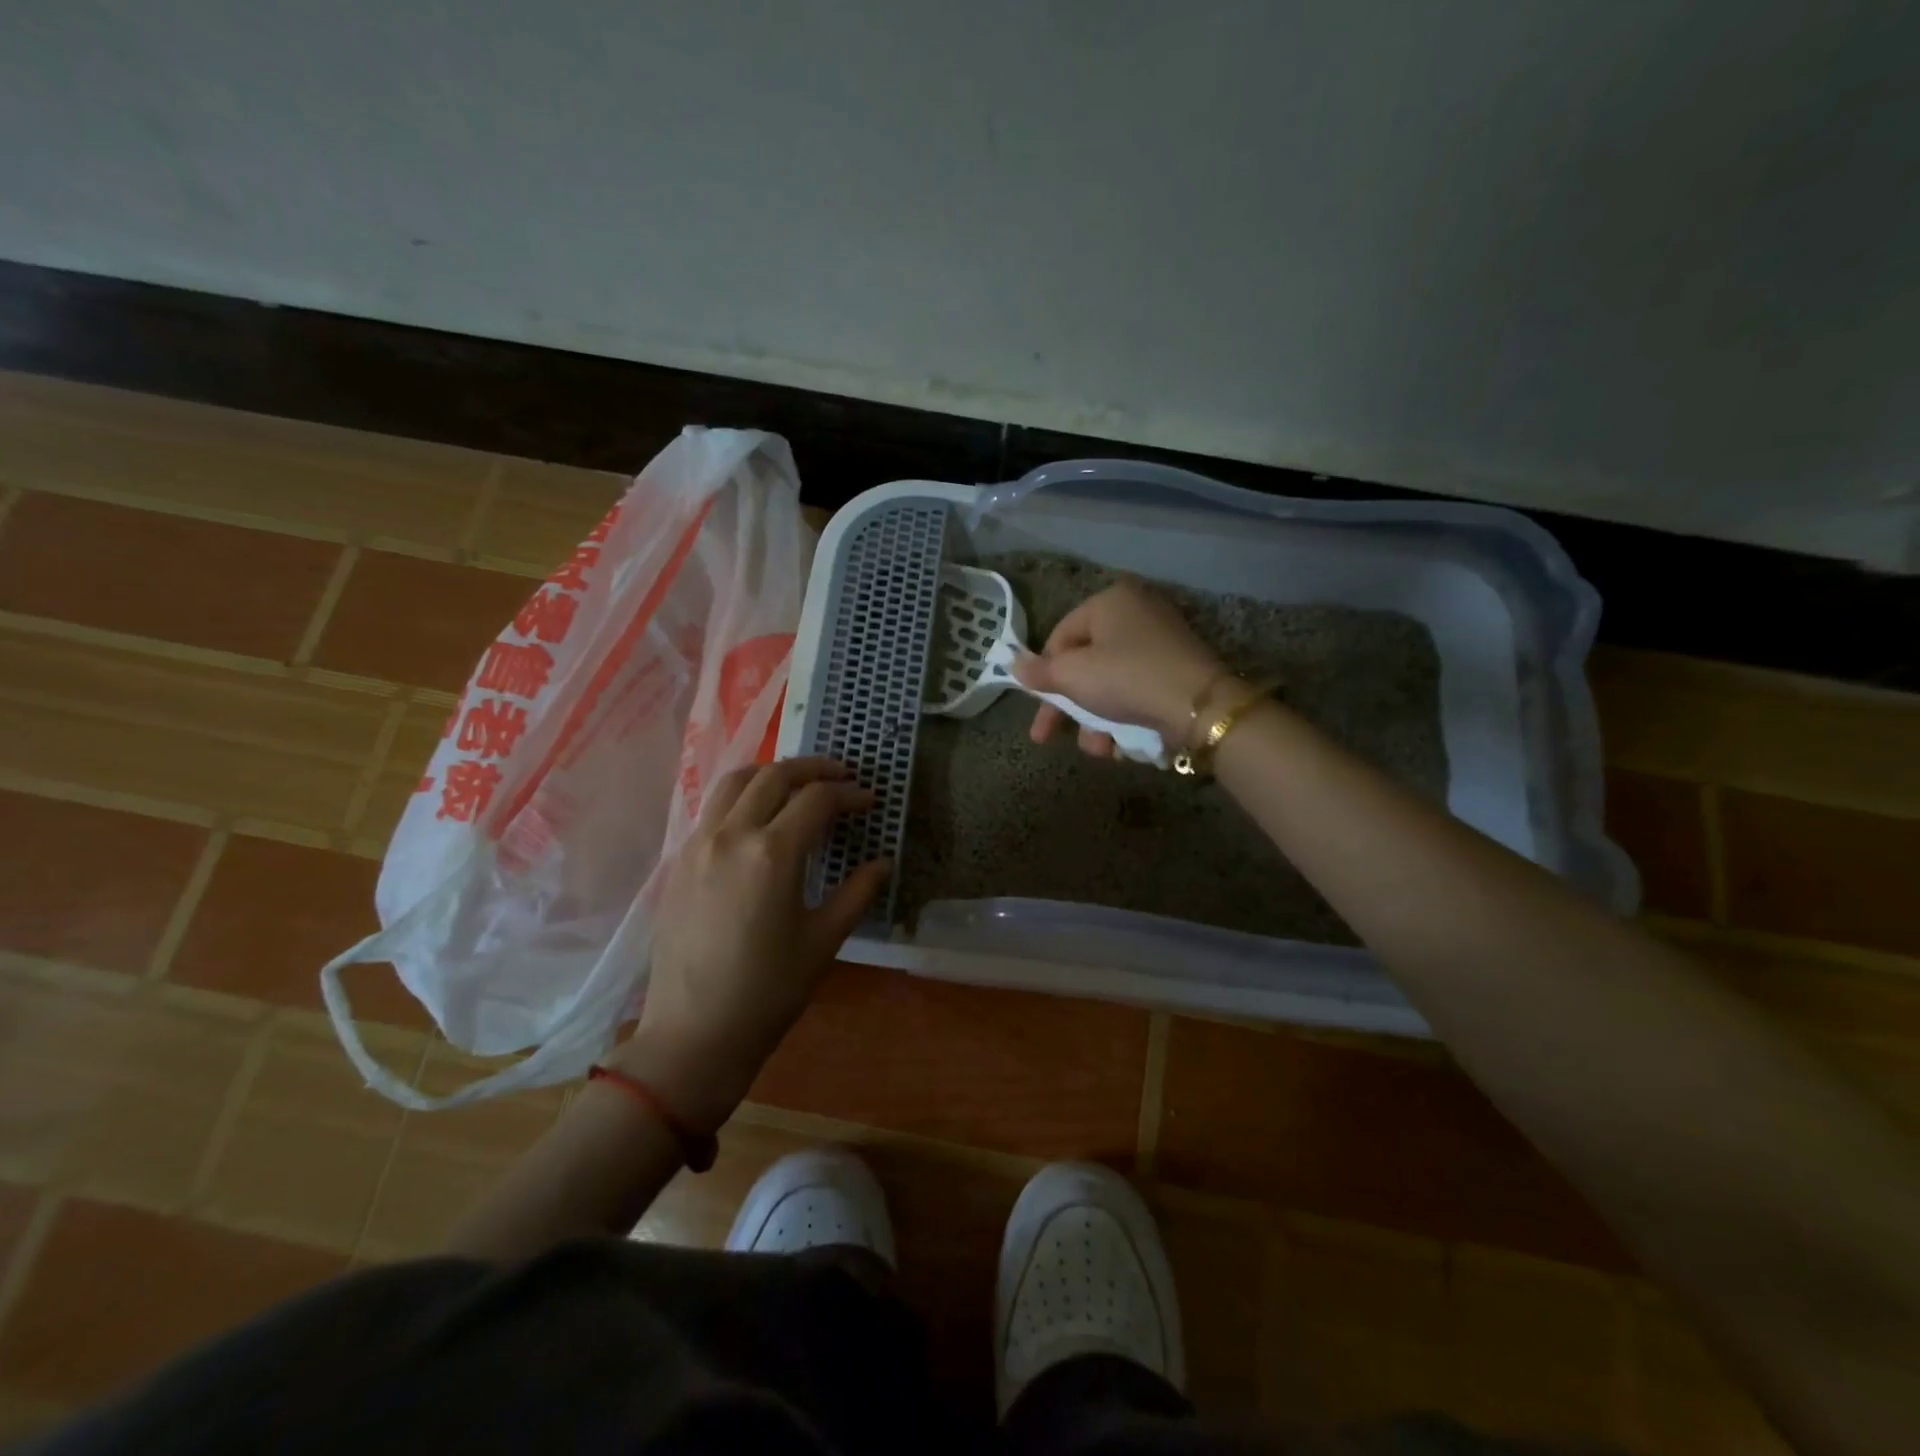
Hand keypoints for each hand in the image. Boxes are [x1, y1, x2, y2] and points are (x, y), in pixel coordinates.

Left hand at [617, 757, 888, 1132]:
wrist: (694, 1033)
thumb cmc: (768, 990)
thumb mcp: (823, 941)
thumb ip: (857, 893)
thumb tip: (883, 863)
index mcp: (772, 852)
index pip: (817, 800)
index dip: (849, 794)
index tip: (870, 801)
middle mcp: (731, 834)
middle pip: (774, 776)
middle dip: (813, 768)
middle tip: (841, 776)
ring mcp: (698, 844)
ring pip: (735, 782)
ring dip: (772, 773)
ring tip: (798, 784)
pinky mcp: (679, 861)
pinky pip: (713, 808)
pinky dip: (741, 795)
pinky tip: (758, 817)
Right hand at [1010, 580, 1224, 757]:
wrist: (1200, 707)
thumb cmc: (1126, 679)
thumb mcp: (1073, 676)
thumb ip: (1039, 672)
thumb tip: (1013, 664)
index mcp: (1109, 601)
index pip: (1060, 636)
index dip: (1044, 675)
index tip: (1038, 708)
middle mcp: (1136, 612)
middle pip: (1085, 664)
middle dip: (1070, 709)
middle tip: (1048, 738)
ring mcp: (1161, 640)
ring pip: (1110, 683)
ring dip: (1096, 722)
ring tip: (1099, 750)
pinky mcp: (1178, 669)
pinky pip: (1137, 690)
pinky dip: (1125, 716)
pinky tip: (1123, 745)